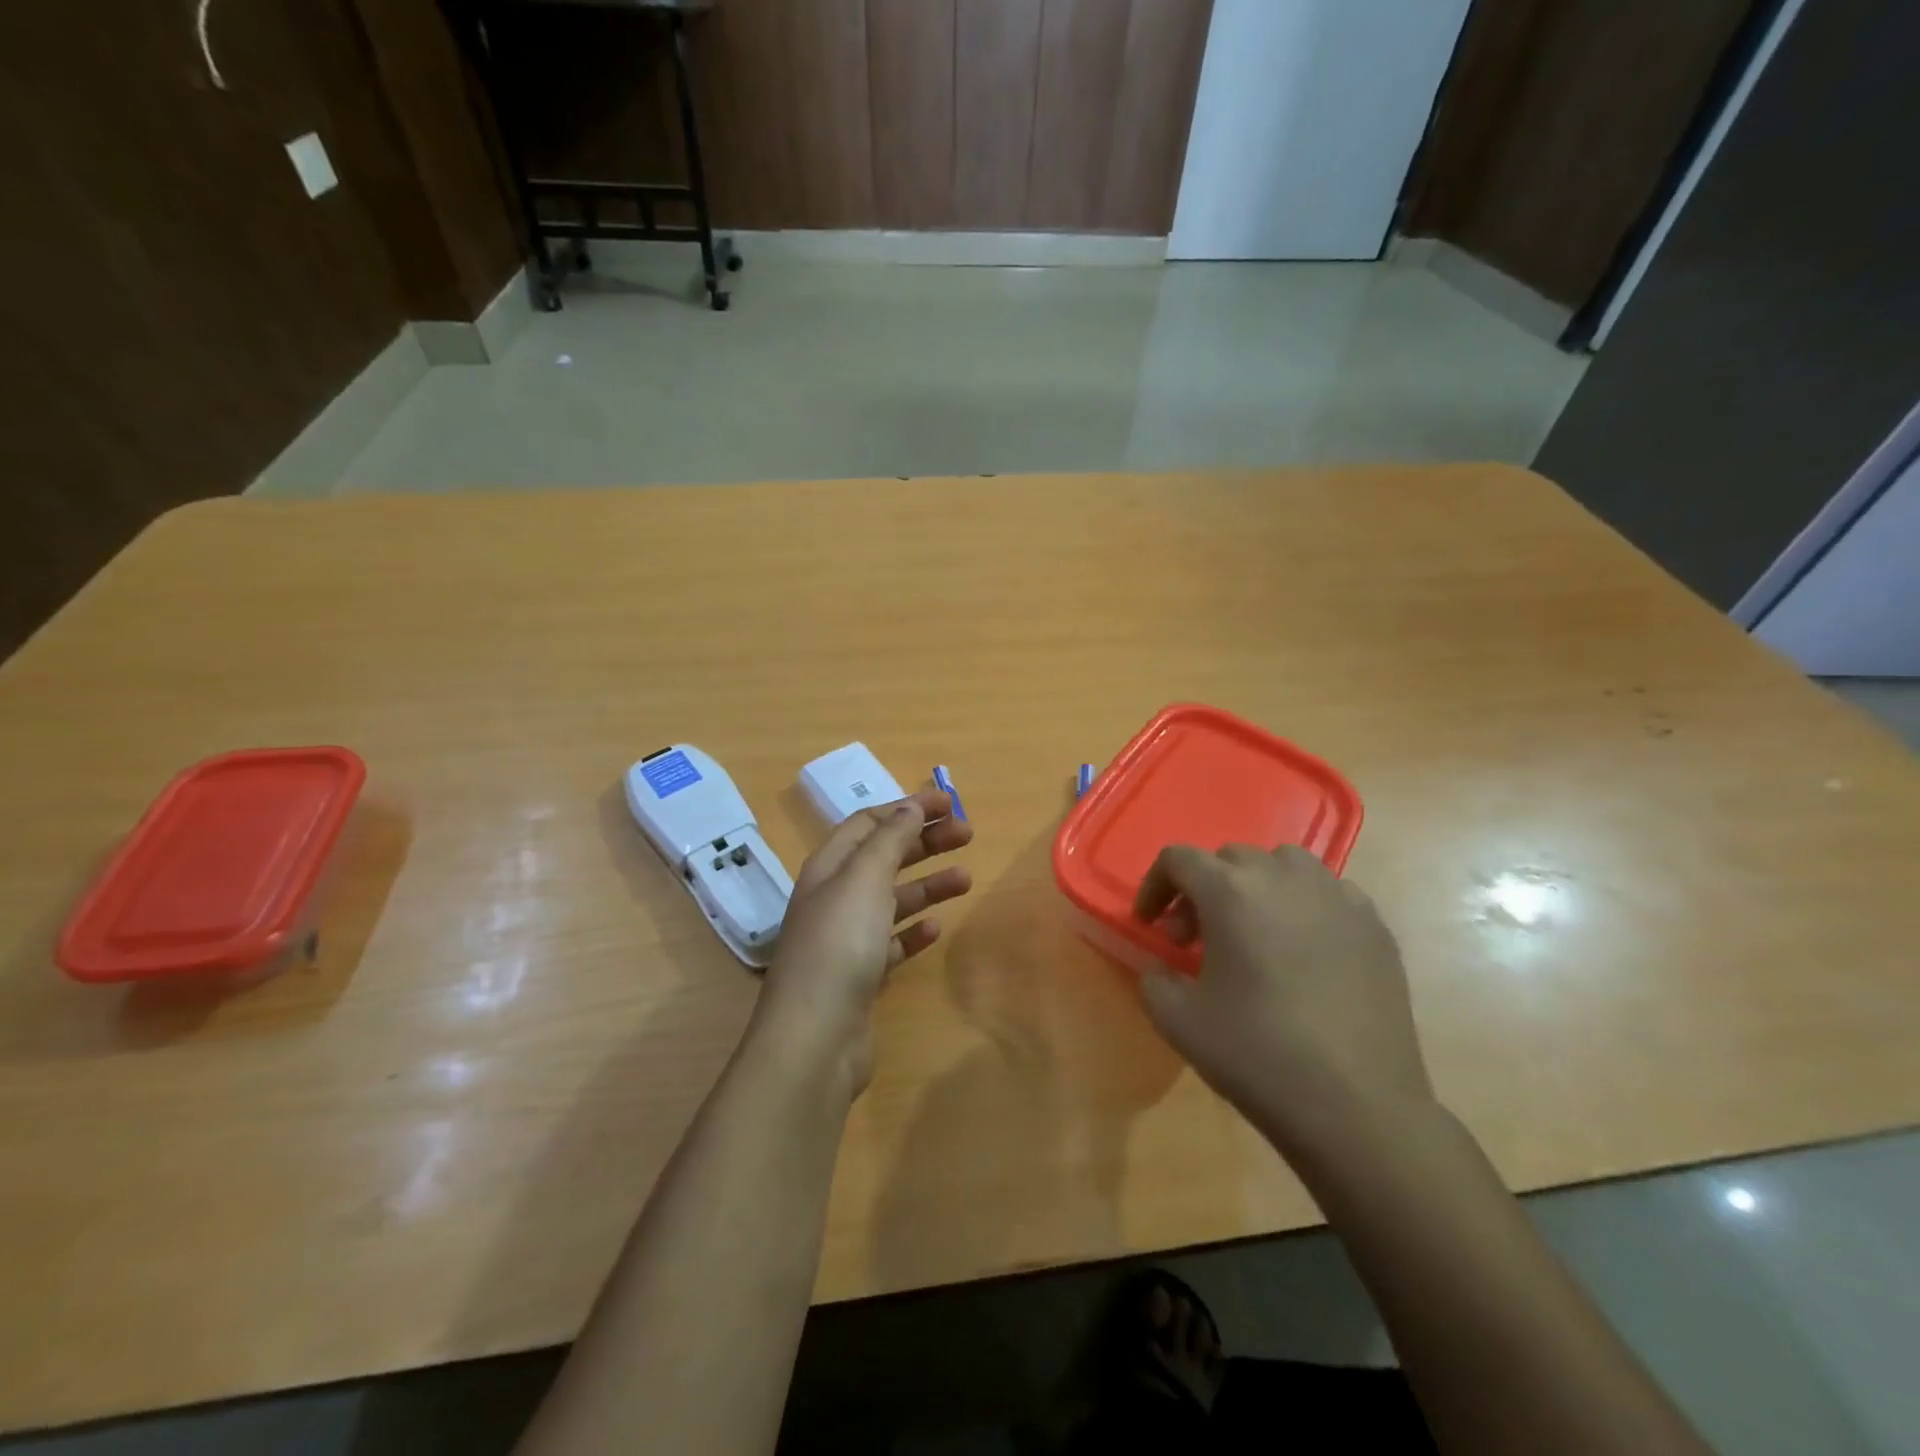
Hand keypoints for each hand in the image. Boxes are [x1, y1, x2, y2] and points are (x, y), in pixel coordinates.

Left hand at [755, 790, 973, 1091]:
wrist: (815, 1038)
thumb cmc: (840, 945)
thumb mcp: (864, 879)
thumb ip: (889, 840)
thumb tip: (911, 808)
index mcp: (828, 868)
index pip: (868, 824)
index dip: (907, 809)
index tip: (948, 803)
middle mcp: (833, 898)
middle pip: (883, 857)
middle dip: (923, 842)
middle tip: (967, 834)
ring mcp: (845, 939)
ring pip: (892, 899)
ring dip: (927, 884)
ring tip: (966, 879)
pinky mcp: (859, 977)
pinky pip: (890, 942)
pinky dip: (913, 931)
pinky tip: (936, 929)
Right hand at [1132, 844, 1434, 1159]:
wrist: (1357, 1107)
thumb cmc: (1257, 1055)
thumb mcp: (1177, 1020)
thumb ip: (1153, 979)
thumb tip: (1162, 968)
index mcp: (1230, 892)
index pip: (1179, 859)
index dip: (1155, 886)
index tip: (1150, 925)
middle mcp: (1283, 877)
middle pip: (1230, 858)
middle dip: (1203, 889)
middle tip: (1196, 939)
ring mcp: (1336, 897)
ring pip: (1284, 864)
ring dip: (1256, 887)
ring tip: (1253, 934)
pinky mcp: (1374, 925)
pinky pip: (1328, 893)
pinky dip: (1304, 906)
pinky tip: (1304, 952)